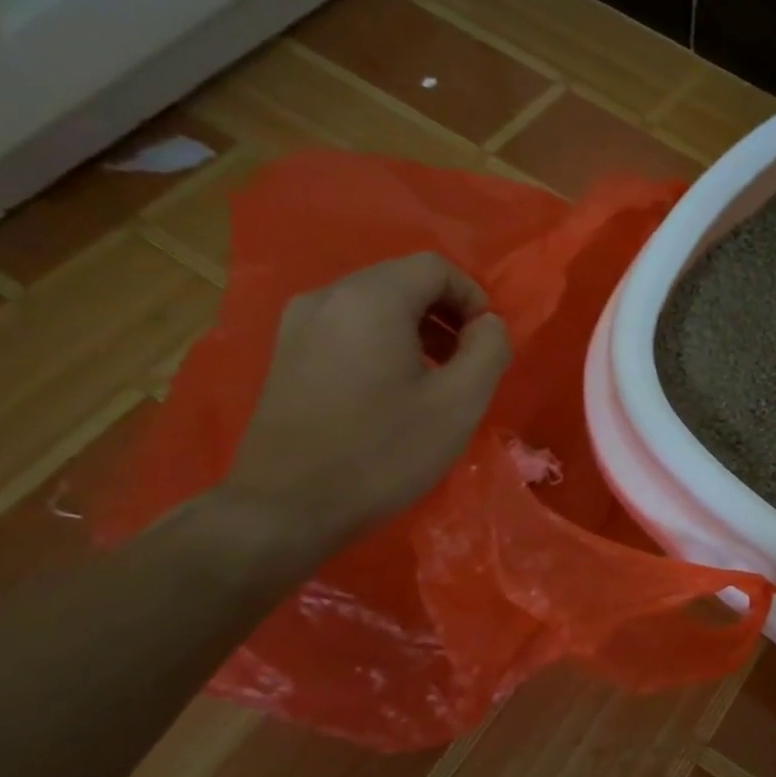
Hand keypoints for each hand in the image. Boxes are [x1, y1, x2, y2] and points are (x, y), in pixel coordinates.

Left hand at [221, 253, 510, 551]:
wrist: (286, 508)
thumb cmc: (383, 452)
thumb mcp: (460, 402)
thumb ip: (489, 349)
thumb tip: (488, 325)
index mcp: (371, 299)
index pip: (436, 267)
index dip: (474, 298)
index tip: (488, 344)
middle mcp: (328, 296)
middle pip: (403, 280)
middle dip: (447, 313)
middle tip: (469, 361)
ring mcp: (299, 324)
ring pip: (375, 303)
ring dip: (417, 328)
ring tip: (437, 376)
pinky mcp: (286, 353)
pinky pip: (349, 326)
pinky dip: (384, 341)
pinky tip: (394, 388)